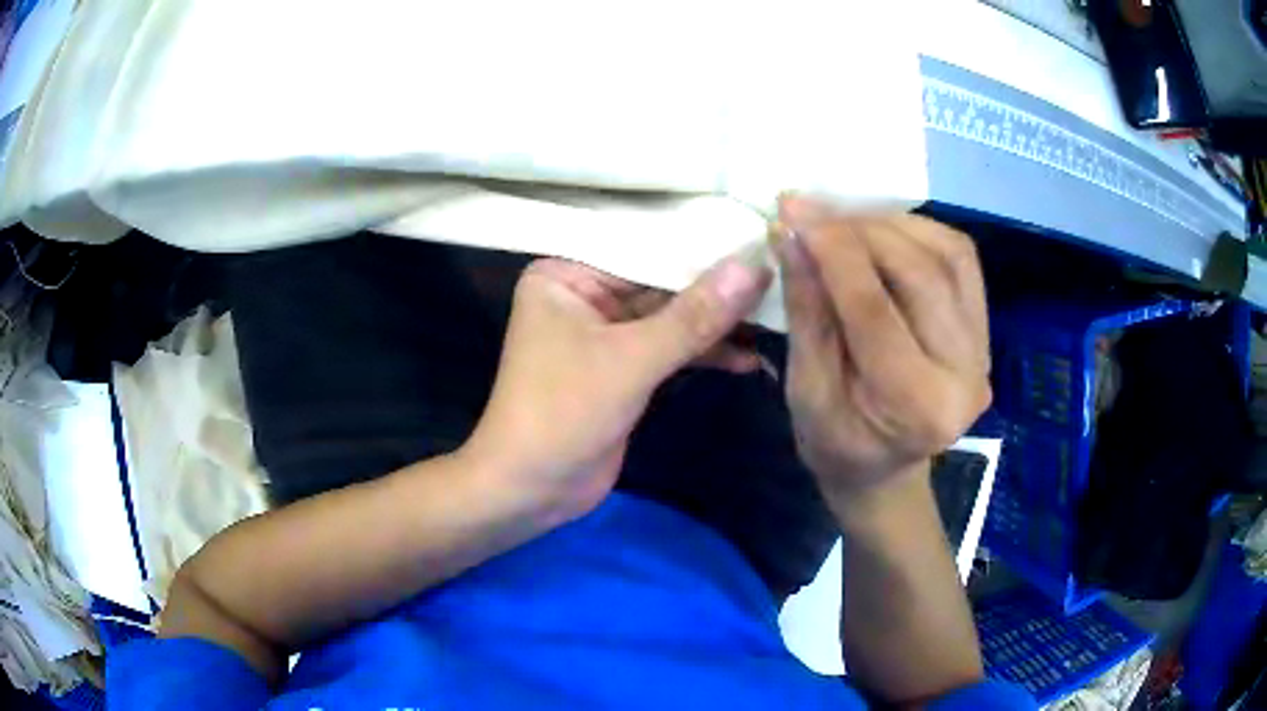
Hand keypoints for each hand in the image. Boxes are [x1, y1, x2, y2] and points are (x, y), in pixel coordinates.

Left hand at [464, 253, 770, 519]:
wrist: (531, 491)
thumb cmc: (563, 414)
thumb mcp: (631, 361)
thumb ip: (693, 316)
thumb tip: (753, 269)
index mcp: (565, 275)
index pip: (643, 250)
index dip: (701, 248)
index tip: (758, 242)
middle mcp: (583, 295)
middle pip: (660, 283)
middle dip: (714, 291)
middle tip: (777, 280)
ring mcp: (604, 333)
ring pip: (670, 318)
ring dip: (716, 326)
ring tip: (772, 318)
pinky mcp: (622, 368)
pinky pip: (669, 349)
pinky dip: (704, 354)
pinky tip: (747, 358)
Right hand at [774, 197, 991, 503]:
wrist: (884, 469)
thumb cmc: (835, 444)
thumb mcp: (805, 391)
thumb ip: (806, 312)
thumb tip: (792, 235)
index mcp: (915, 407)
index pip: (874, 310)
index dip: (832, 252)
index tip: (793, 211)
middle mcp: (965, 375)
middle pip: (920, 274)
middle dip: (861, 230)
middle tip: (813, 211)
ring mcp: (983, 350)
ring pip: (948, 256)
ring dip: (892, 224)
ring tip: (844, 219)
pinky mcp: (984, 330)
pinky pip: (961, 260)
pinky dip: (921, 232)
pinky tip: (884, 230)